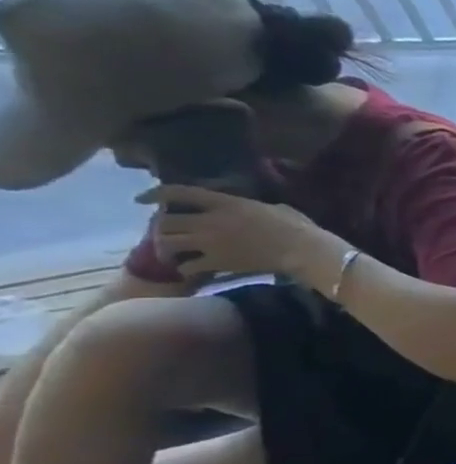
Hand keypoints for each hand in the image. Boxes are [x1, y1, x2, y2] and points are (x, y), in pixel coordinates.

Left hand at [139, 185, 340, 281]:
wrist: (305, 251)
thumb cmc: (299, 227)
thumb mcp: (276, 209)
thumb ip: (253, 208)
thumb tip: (248, 210)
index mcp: (226, 204)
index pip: (179, 193)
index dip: (155, 193)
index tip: (142, 199)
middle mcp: (210, 221)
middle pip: (165, 221)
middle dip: (161, 228)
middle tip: (168, 233)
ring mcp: (211, 243)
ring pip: (167, 243)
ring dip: (167, 248)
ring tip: (174, 253)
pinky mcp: (217, 262)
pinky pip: (187, 266)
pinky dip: (185, 268)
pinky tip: (192, 270)